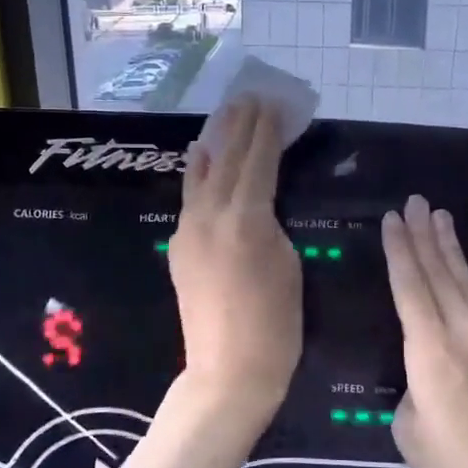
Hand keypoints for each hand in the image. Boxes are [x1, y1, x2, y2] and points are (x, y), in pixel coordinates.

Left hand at [168, 96, 302, 417]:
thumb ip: (271, 224)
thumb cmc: (276, 325)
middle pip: (228, 159)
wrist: (228, 371)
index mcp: (246, 218)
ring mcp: (188, 230)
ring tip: (227, 114)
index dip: (267, 130)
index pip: (259, 161)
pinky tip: (199, 157)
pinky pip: (189, 198)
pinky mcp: (179, 247)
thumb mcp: (289, 265)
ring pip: (202, 174)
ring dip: (216, 141)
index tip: (274, 102)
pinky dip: (197, 173)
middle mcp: (211, 215)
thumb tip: (258, 205)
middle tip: (251, 95)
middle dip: (241, 125)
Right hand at [382, 195, 467, 467]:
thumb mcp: (410, 431)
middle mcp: (465, 332)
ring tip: (440, 215)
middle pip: (439, 273)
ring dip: (453, 246)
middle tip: (414, 202)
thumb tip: (425, 374)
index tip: (392, 219)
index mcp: (429, 351)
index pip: (409, 286)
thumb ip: (412, 389)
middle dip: (423, 235)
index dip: (399, 250)